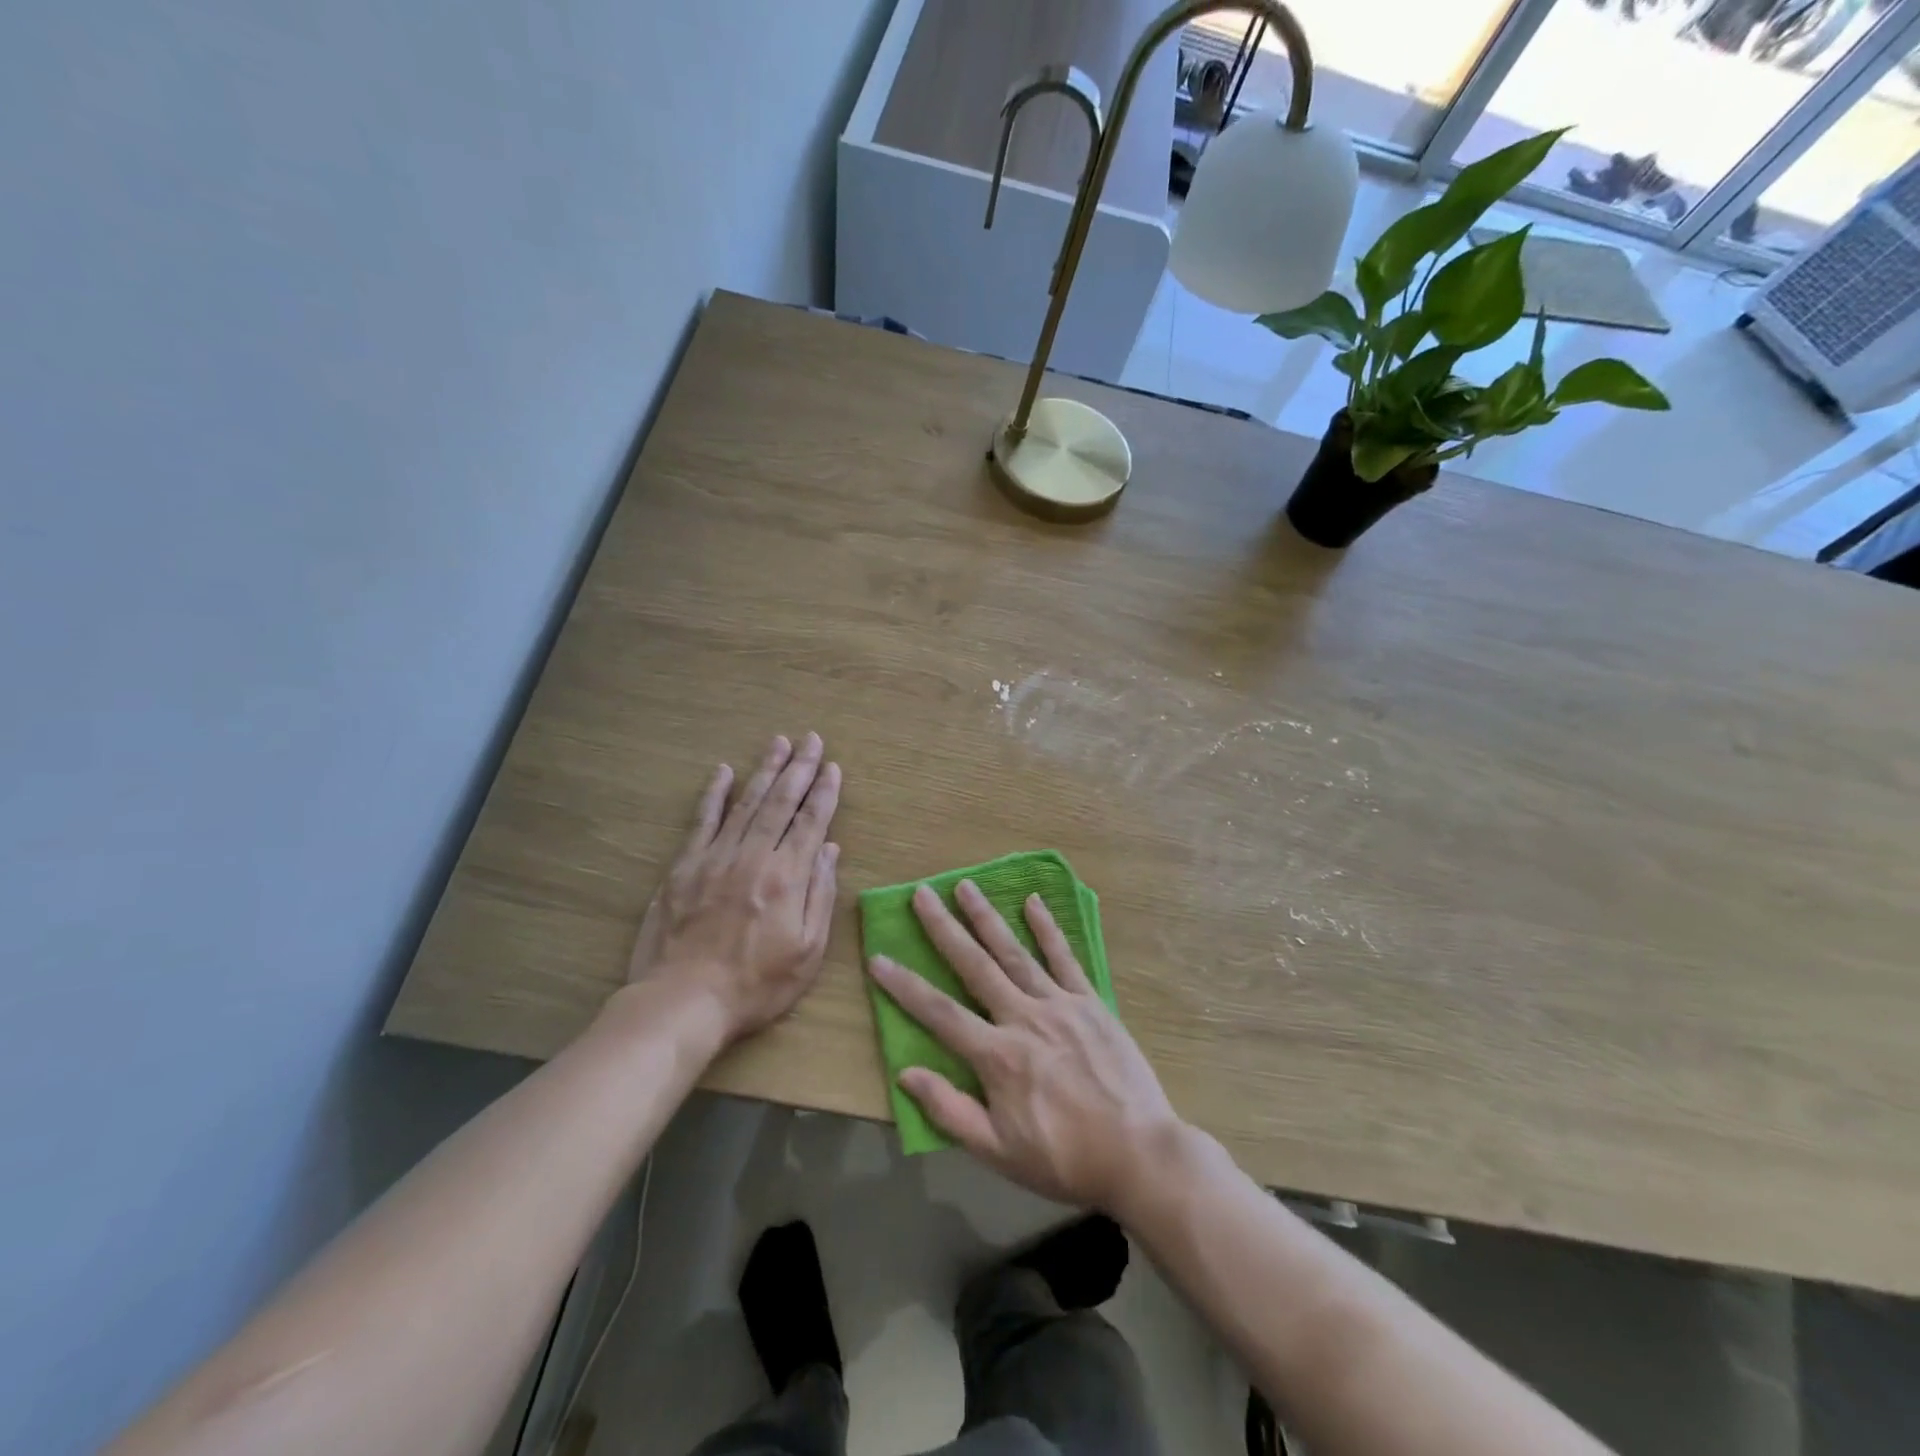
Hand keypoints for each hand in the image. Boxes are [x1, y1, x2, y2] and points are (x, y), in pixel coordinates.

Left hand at [627, 733, 840, 1043]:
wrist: (683, 1002)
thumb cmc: (755, 985)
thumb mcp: (807, 952)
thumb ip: (820, 896)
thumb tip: (828, 849)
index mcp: (787, 877)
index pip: (811, 822)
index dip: (824, 792)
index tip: (833, 766)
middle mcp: (753, 856)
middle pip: (780, 802)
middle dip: (799, 768)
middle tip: (811, 739)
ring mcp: (715, 858)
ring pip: (746, 803)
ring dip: (765, 770)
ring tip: (779, 743)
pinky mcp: (684, 867)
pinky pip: (702, 821)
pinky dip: (714, 794)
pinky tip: (723, 772)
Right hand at [867, 880, 1180, 1212]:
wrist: (1140, 1155)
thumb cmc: (1064, 1160)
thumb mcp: (998, 1152)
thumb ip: (950, 1110)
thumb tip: (906, 1073)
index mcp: (997, 1056)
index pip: (939, 1012)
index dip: (904, 986)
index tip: (879, 958)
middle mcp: (1023, 1017)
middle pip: (975, 965)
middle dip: (944, 928)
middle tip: (921, 893)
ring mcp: (1059, 1004)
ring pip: (1015, 952)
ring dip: (987, 917)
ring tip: (966, 886)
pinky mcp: (1090, 1002)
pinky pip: (1065, 958)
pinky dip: (1047, 928)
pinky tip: (1033, 902)